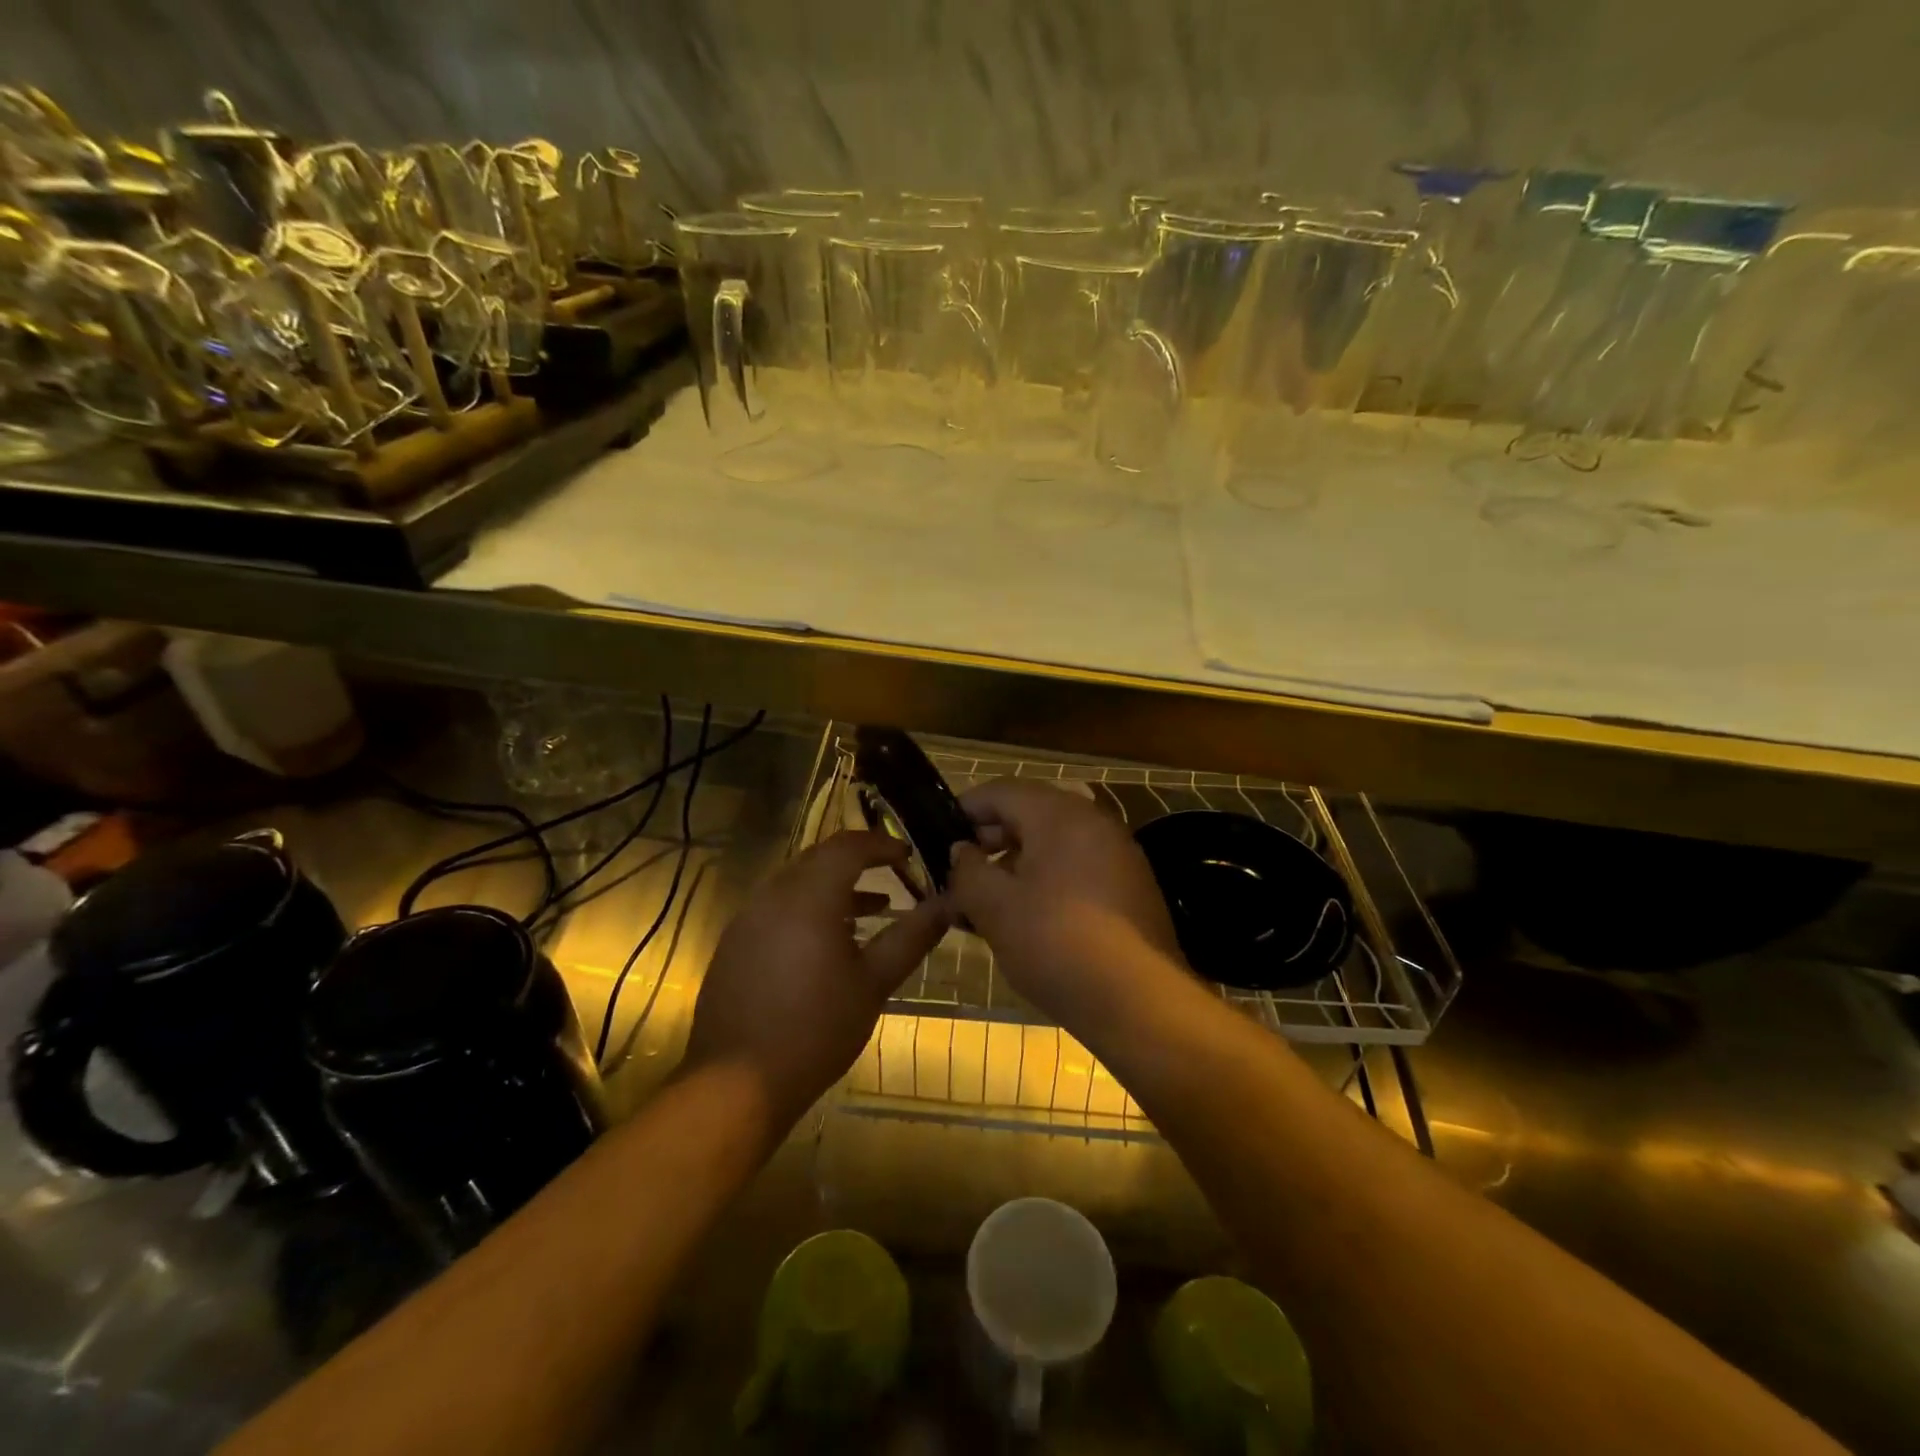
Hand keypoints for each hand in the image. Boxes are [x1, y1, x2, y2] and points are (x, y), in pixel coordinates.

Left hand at [682, 830, 948, 1132]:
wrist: (737, 1082)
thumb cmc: (816, 1029)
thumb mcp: (874, 982)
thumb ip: (911, 937)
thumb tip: (947, 904)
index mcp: (809, 896)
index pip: (848, 846)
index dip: (882, 844)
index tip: (909, 855)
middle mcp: (773, 895)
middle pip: (820, 858)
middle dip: (859, 861)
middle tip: (894, 875)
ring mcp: (748, 918)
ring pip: (798, 882)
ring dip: (835, 886)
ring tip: (873, 909)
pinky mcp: (735, 942)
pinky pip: (778, 907)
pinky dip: (809, 908)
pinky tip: (829, 942)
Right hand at [945, 779, 1184, 1031]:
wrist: (1138, 1000)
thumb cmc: (1055, 942)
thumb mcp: (995, 907)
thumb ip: (968, 871)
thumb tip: (961, 851)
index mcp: (1059, 814)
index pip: (1001, 791)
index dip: (965, 809)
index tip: (937, 834)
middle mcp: (1094, 823)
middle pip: (1029, 816)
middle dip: (989, 843)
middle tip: (958, 875)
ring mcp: (1118, 855)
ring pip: (1053, 847)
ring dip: (1015, 867)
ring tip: (985, 905)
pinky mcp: (1131, 889)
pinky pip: (1077, 870)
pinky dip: (1046, 884)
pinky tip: (1026, 921)